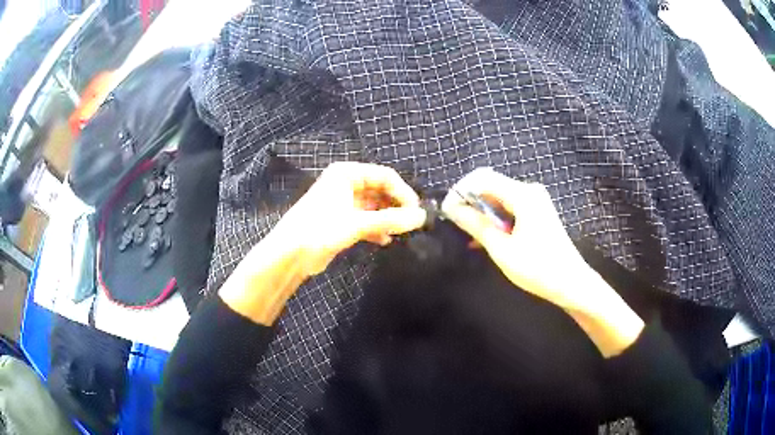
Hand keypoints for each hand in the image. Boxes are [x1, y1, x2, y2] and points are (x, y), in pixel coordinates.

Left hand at [220, 162, 425, 324]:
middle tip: (412, 224)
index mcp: (347, 173)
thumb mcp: (357, 223)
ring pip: (375, 206)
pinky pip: (367, 219)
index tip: (417, 212)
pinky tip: (385, 240)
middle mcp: (346, 183)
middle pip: (381, 190)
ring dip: (388, 218)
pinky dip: (377, 228)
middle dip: (396, 206)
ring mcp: (344, 202)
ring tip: (401, 233)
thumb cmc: (321, 229)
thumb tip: (422, 217)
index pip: (385, 176)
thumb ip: (391, 220)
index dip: (403, 192)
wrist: (290, 254)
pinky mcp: (342, 220)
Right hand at [441, 167, 643, 356]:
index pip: (482, 178)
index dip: (461, 191)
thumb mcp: (502, 248)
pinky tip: (485, 237)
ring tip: (468, 235)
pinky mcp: (537, 212)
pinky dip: (495, 219)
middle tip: (455, 224)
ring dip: (482, 213)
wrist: (570, 283)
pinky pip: (509, 208)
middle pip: (491, 186)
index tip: (447, 210)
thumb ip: (476, 224)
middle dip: (471, 202)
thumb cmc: (537, 267)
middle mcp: (529, 191)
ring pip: (499, 198)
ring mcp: (535, 201)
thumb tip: (453, 208)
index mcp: (523, 195)